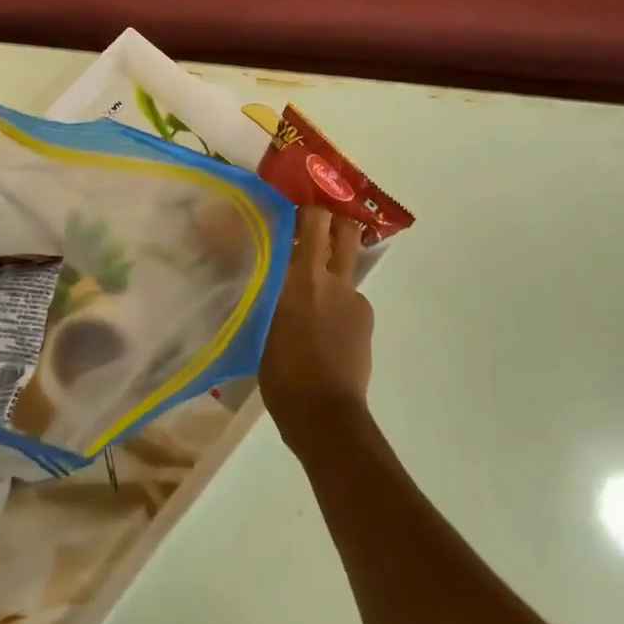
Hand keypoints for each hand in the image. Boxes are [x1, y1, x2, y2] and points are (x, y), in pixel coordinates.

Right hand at [259, 207, 374, 450]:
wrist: (324, 414)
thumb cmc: (280, 373)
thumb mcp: (259, 324)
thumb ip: (264, 291)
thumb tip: (257, 273)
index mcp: (301, 276)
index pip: (311, 221)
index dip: (304, 209)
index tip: (290, 209)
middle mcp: (332, 279)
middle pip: (344, 230)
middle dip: (334, 221)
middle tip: (315, 227)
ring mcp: (353, 299)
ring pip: (348, 264)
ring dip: (333, 264)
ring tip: (314, 288)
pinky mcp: (365, 319)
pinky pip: (350, 297)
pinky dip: (337, 301)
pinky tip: (323, 326)